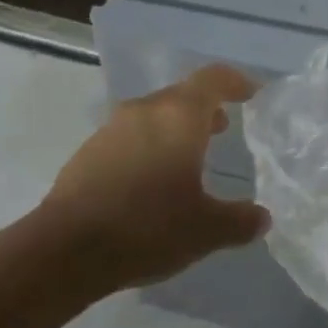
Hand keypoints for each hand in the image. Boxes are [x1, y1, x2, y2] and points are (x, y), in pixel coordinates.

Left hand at [42, 64, 266, 291]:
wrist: (65, 249)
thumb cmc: (147, 227)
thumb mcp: (205, 230)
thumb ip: (239, 220)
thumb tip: (262, 218)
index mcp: (180, 115)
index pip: (213, 79)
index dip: (236, 82)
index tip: (251, 94)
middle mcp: (146, 109)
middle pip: (182, 95)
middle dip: (206, 108)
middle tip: (224, 129)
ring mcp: (112, 128)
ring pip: (154, 114)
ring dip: (175, 128)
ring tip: (188, 158)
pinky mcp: (88, 151)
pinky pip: (130, 136)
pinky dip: (149, 146)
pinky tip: (150, 181)